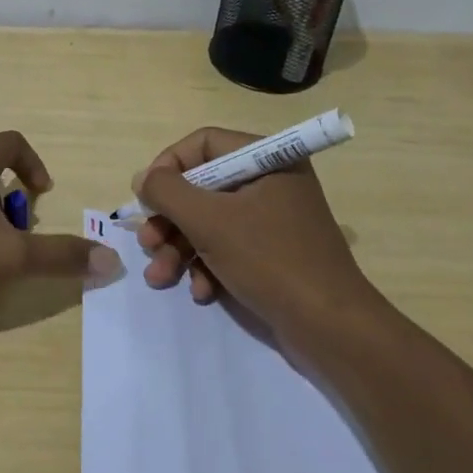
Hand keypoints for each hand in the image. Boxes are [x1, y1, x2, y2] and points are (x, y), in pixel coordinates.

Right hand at [134, 126, 373, 333]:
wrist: (330, 328)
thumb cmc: (270, 261)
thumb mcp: (209, 221)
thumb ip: (167, 192)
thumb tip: (142, 177)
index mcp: (267, 160)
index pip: (204, 144)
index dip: (168, 166)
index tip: (146, 196)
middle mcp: (271, 182)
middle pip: (202, 186)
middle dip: (169, 219)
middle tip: (148, 243)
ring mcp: (273, 220)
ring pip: (209, 221)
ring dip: (180, 248)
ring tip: (160, 277)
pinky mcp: (272, 254)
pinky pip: (228, 247)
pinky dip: (207, 266)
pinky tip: (201, 292)